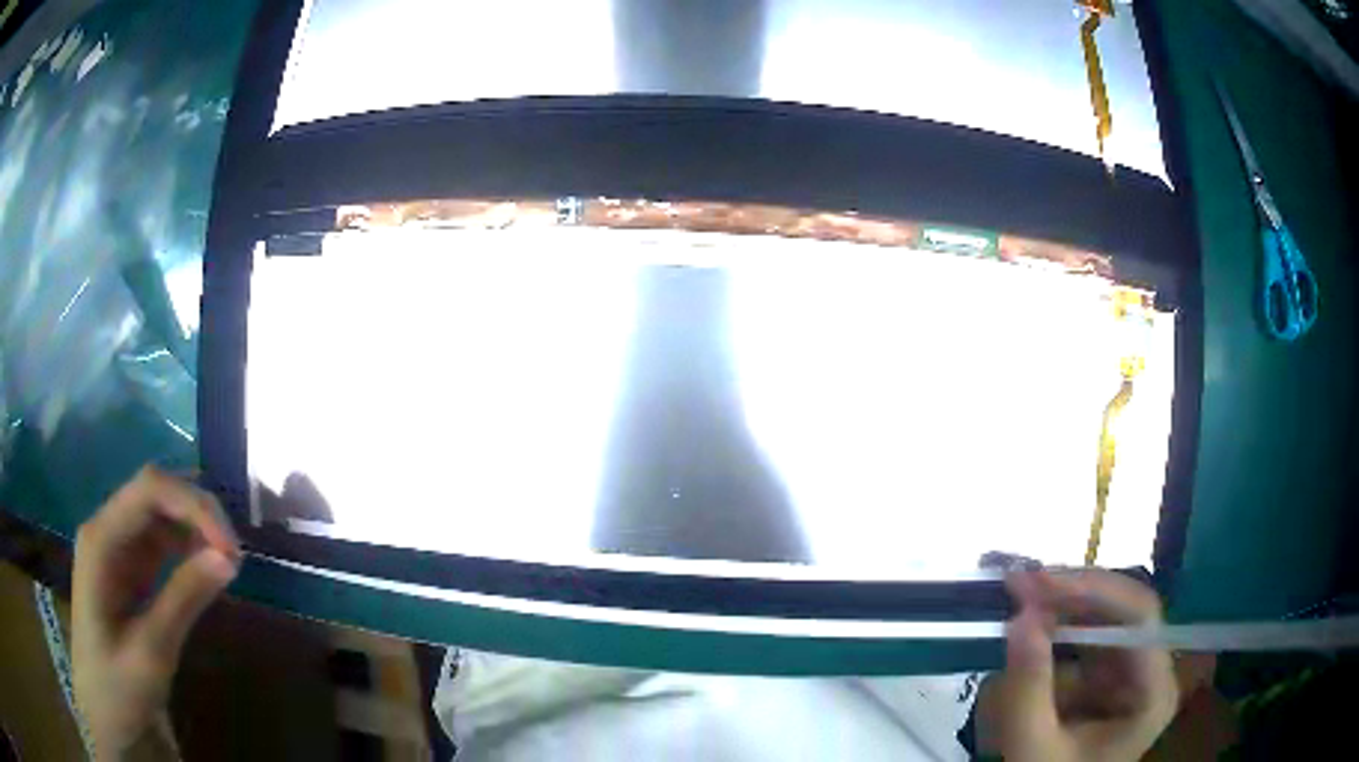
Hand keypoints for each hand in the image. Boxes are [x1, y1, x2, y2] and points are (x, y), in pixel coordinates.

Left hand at [73, 466, 239, 757]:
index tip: (231, 550)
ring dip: (195, 529)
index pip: (149, 490)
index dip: (193, 505)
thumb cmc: (117, 686)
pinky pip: (159, 542)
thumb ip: (183, 601)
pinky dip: (187, 548)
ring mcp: (115, 548)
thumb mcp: (151, 653)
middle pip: (155, 493)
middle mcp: (106, 530)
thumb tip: (228, 558)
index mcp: (101, 540)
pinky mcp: (127, 568)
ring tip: (228, 564)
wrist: (102, 711)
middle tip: (236, 558)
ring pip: (160, 513)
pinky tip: (206, 571)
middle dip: (198, 513)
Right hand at [981, 569, 1178, 761]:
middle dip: (1072, 596)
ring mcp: (1128, 674)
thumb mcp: (1033, 748)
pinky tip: (1028, 631)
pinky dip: (1055, 632)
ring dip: (1060, 609)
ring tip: (1018, 597)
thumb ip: (1028, 688)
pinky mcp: (1105, 679)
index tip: (1039, 581)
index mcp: (1153, 694)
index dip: (1094, 591)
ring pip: (1102, 621)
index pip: (1140, 620)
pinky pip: (1085, 641)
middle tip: (1020, 582)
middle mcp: (1150, 673)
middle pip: (1122, 613)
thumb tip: (1021, 614)